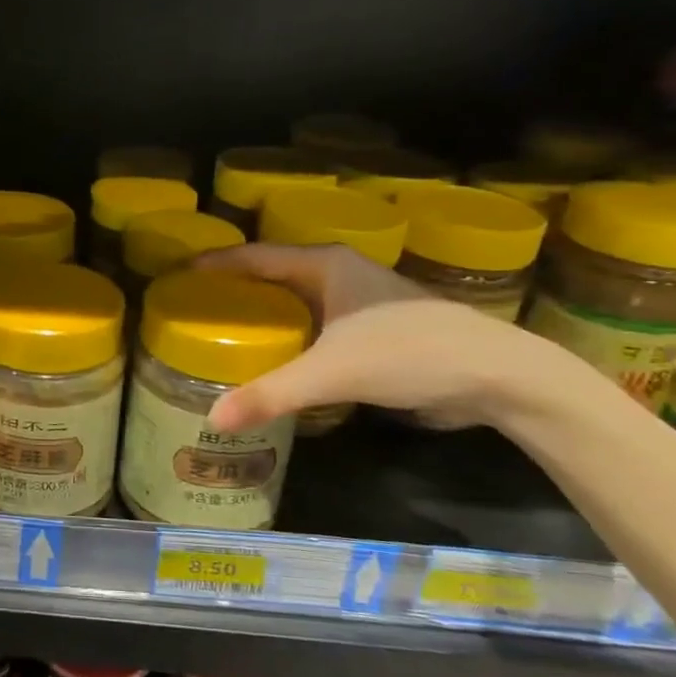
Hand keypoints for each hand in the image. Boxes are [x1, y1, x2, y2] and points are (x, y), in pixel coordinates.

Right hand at [196, 243, 547, 432]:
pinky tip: (274, 358)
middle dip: (234, 290)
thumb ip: (272, 394)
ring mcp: (360, 301)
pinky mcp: (374, 329)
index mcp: (325, 265)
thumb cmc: (410, 353)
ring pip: (296, 301)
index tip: (177, 274)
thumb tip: (212, 420)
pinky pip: (315, 324)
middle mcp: (340, 274)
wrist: (498, 375)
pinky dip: (290, 335)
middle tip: (193, 310)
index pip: (255, 256)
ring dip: (264, 314)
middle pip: (273, 275)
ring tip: (223, 334)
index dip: (215, 264)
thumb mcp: (333, 373)